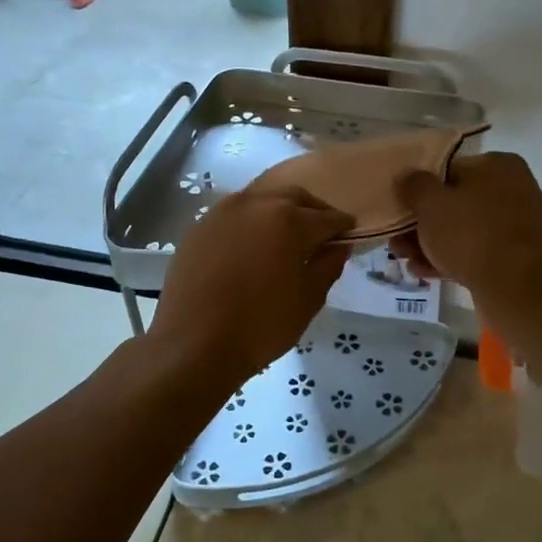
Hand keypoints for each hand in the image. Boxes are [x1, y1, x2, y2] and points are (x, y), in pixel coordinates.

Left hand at [150, 186, 353, 387]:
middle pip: (295, 197)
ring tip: (285, 239)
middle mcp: (256, 203)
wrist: (192, 344)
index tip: (349, 237)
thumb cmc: (260, 325)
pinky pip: (235, 214)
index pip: (328, 217)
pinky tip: (252, 247)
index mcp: (289, 219)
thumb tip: (339, 245)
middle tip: (320, 235)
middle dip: (312, 211)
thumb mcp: (308, 299)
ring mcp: (223, 211)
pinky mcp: (200, 225)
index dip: (343, 227)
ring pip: (262, 200)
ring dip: (280, 212)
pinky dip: (252, 223)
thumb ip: (328, 265)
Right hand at [390, 153, 541, 304]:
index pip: (450, 169)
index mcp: (499, 166)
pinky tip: (423, 271)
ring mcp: (517, 226)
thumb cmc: (471, 233)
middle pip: (456, 202)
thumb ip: (414, 185)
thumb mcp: (431, 202)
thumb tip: (406, 176)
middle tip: (398, 239)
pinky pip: (476, 252)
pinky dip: (451, 259)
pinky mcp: (515, 258)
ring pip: (464, 230)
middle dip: (424, 223)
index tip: (401, 207)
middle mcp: (514, 190)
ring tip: (405, 258)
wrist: (515, 286)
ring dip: (432, 243)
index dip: (421, 189)